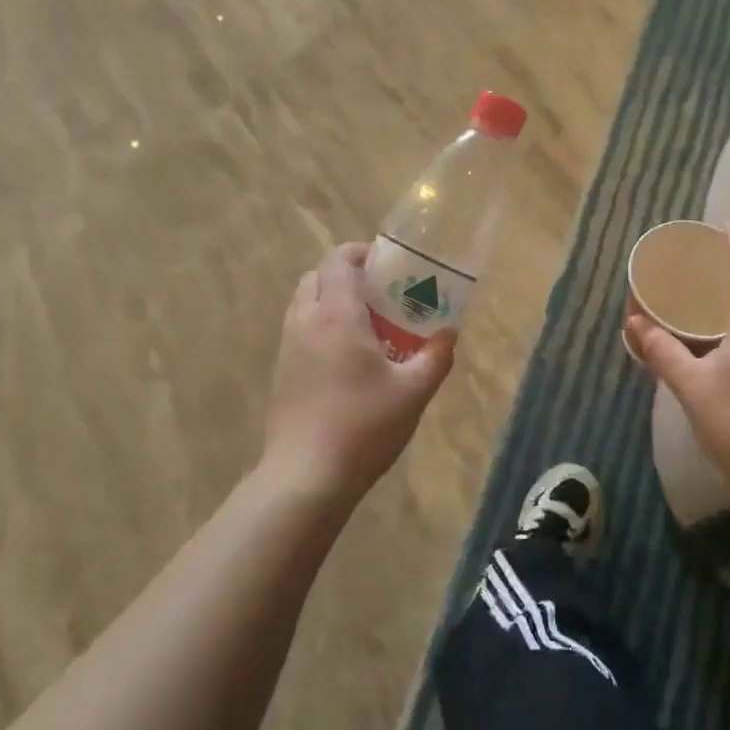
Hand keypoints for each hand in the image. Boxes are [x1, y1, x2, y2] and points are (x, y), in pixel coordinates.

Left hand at [264, 243, 456, 505]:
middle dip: (345, 274)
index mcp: (336, 315)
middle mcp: (305, 321)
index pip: (338, 260)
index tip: (387, 264)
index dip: (360, 252)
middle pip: (316, 276)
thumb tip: (449, 334)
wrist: (305, 476)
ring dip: (330, 300)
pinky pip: (299, 330)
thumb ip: (435, 357)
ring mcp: (287, 347)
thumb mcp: (413, 392)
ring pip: (304, 303)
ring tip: (366, 325)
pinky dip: (320, 326)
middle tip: (379, 293)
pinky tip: (346, 359)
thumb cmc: (363, 426)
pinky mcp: (281, 373)